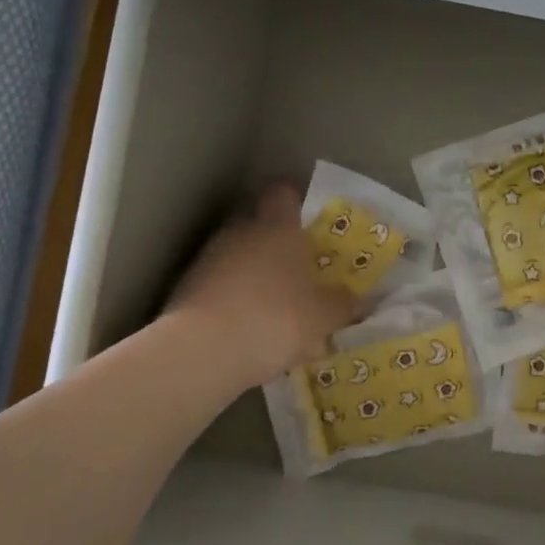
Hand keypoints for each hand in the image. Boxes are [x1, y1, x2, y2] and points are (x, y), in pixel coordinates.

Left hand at [168, 185, 357, 388]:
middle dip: (277, 243)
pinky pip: (219, 285)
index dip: (296, 202)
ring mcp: (209, 258)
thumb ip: (343, 304)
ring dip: (254, 274)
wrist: (203, 351)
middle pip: (259, 224)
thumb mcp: (325, 316)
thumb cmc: (277, 318)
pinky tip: (248, 328)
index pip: (284, 193)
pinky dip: (233, 299)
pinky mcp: (186, 288)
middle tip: (298, 268)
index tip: (309, 221)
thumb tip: (358, 299)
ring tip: (274, 306)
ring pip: (238, 256)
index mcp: (278, 226)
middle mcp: (241, 232)